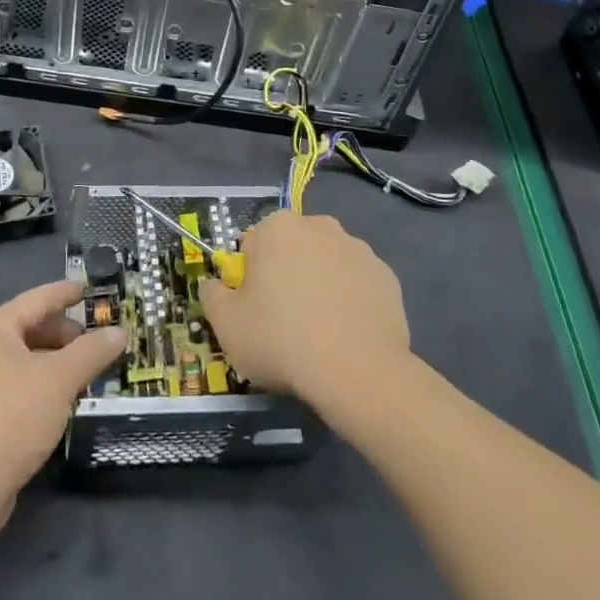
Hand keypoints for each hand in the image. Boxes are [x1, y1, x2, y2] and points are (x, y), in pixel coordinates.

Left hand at [0, 281, 125, 517]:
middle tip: (95, 343)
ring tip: (83, 372)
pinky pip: (10, 380)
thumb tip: (119, 332)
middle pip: (27, 327)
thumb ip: (92, 352)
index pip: (37, 299)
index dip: (66, 293)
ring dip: (52, 361)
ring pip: (19, 356)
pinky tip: (57, 398)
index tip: (89, 289)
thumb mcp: (59, 381)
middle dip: (63, 334)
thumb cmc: (11, 419)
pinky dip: (35, 381)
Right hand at [198, 210, 409, 405]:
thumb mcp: (225, 323)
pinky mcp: (387, 277)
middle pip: (291, 250)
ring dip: (319, 286)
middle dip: (286, 276)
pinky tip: (346, 335)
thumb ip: (212, 294)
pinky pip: (357, 285)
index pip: (252, 247)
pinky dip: (349, 302)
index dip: (249, 280)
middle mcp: (320, 226)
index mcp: (278, 227)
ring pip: (326, 265)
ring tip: (318, 333)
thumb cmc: (281, 339)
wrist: (358, 372)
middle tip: (283, 322)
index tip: (255, 311)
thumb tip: (216, 285)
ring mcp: (359, 250)